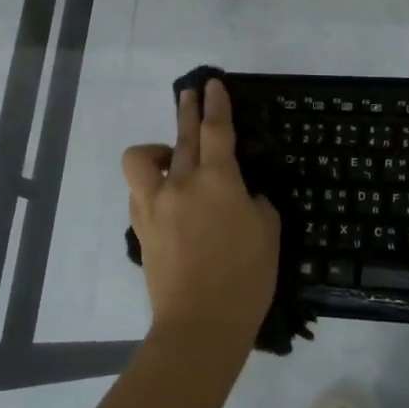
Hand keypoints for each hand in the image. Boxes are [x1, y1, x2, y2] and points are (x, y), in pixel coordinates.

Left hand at [123, 78, 280, 348]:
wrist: (200, 323)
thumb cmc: (245, 278)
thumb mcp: (268, 232)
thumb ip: (254, 202)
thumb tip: (239, 195)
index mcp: (218, 180)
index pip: (216, 130)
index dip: (216, 104)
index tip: (212, 84)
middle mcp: (180, 184)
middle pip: (182, 136)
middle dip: (188, 110)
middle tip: (191, 94)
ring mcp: (154, 205)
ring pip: (144, 160)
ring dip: (158, 150)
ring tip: (171, 157)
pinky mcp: (141, 228)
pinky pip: (140, 192)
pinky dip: (153, 186)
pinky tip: (167, 197)